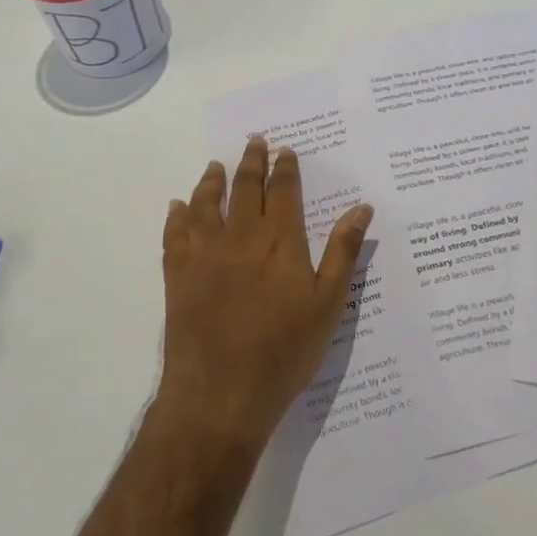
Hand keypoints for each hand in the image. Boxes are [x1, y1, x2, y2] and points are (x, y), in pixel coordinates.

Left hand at [155, 138, 373, 452]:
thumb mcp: (328, 303)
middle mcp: (240, 237)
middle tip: (253, 141)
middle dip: (250, 162)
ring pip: (206, 204)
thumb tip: (362, 207)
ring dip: (212, 181)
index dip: (285, 168)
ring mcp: (204, 255)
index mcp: (280, 241)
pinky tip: (178, 206)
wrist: (221, 394)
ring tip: (215, 165)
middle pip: (244, 188)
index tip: (284, 150)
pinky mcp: (177, 276)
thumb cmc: (284, 350)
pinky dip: (177, 216)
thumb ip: (343, 252)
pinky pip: (174, 235)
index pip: (283, 191)